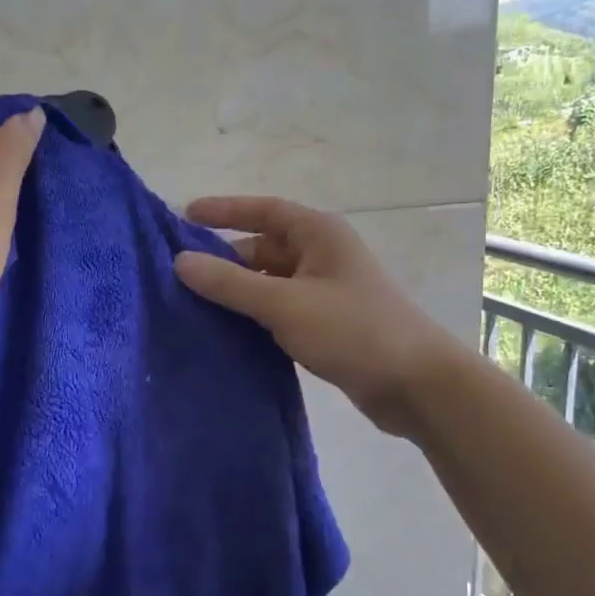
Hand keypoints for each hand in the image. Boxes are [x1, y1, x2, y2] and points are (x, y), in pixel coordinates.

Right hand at [173, 197, 455, 435]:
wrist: (416, 384)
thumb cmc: (352, 330)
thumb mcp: (285, 304)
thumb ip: (230, 283)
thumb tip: (180, 261)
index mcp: (318, 234)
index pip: (263, 211)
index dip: (223, 211)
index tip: (184, 215)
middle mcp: (322, 255)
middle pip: (263, 248)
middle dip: (224, 259)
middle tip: (178, 274)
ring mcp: (325, 291)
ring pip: (269, 282)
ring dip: (237, 292)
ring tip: (191, 304)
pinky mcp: (327, 324)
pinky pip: (280, 309)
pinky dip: (254, 315)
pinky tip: (225, 331)